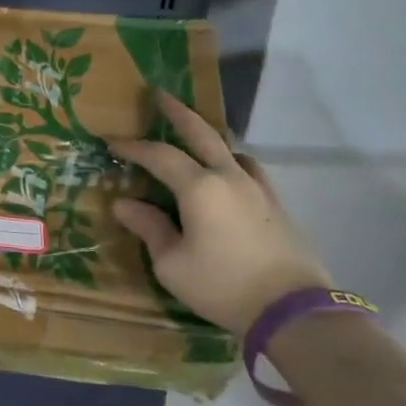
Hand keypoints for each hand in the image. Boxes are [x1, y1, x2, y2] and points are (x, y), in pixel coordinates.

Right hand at [109, 92, 331, 336]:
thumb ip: (149, 229)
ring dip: (207, 135)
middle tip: (159, 94)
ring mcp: (257, 188)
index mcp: (198, 187)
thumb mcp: (172, 265)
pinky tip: (229, 173)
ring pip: (229, 148)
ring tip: (194, 136)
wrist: (293, 310)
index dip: (133, 147)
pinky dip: (232, 161)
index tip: (111, 142)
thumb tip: (124, 204)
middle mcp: (228, 176)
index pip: (159, 155)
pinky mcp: (275, 204)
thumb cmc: (223, 286)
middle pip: (200, 132)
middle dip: (177, 112)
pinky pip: (248, 169)